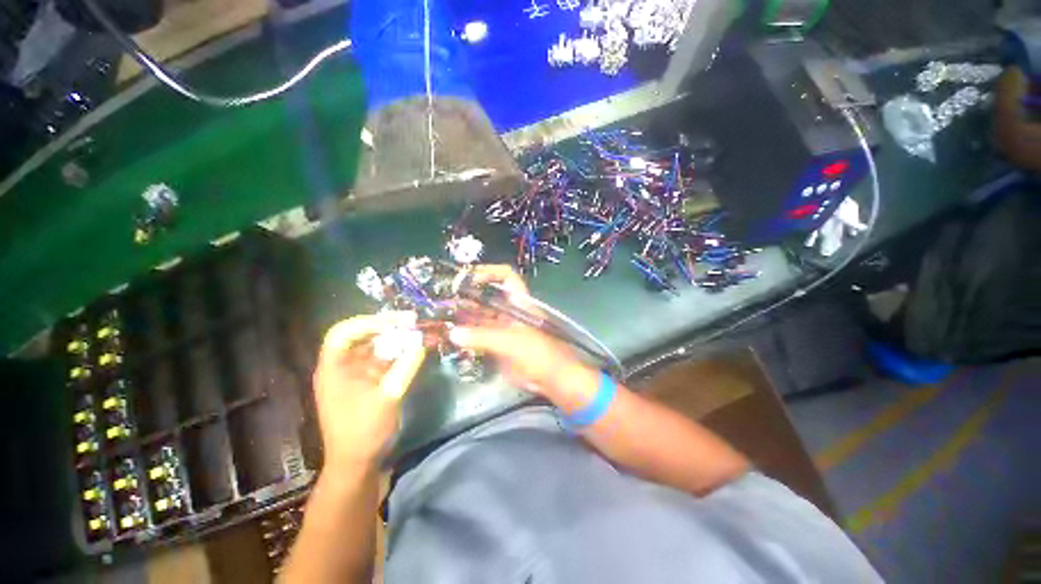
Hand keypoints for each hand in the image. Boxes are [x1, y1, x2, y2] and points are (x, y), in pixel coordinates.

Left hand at [313, 312, 425, 471]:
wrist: (358, 464)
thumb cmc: (364, 431)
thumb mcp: (387, 397)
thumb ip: (405, 367)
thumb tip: (421, 344)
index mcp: (334, 369)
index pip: (343, 333)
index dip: (368, 322)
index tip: (395, 321)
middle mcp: (342, 367)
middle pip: (361, 336)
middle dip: (386, 327)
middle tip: (411, 322)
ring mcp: (355, 374)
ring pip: (374, 347)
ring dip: (394, 339)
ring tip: (416, 333)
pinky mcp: (368, 382)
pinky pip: (382, 360)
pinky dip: (397, 353)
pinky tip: (413, 350)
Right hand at [450, 265, 589, 399]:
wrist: (551, 379)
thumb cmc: (538, 354)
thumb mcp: (511, 342)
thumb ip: (483, 337)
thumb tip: (454, 333)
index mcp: (518, 302)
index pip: (505, 276)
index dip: (488, 272)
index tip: (467, 277)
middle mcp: (509, 310)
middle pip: (486, 296)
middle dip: (466, 296)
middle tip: (443, 299)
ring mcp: (502, 327)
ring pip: (479, 316)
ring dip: (462, 316)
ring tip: (440, 316)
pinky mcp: (497, 343)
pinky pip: (478, 335)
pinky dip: (465, 335)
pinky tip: (450, 336)